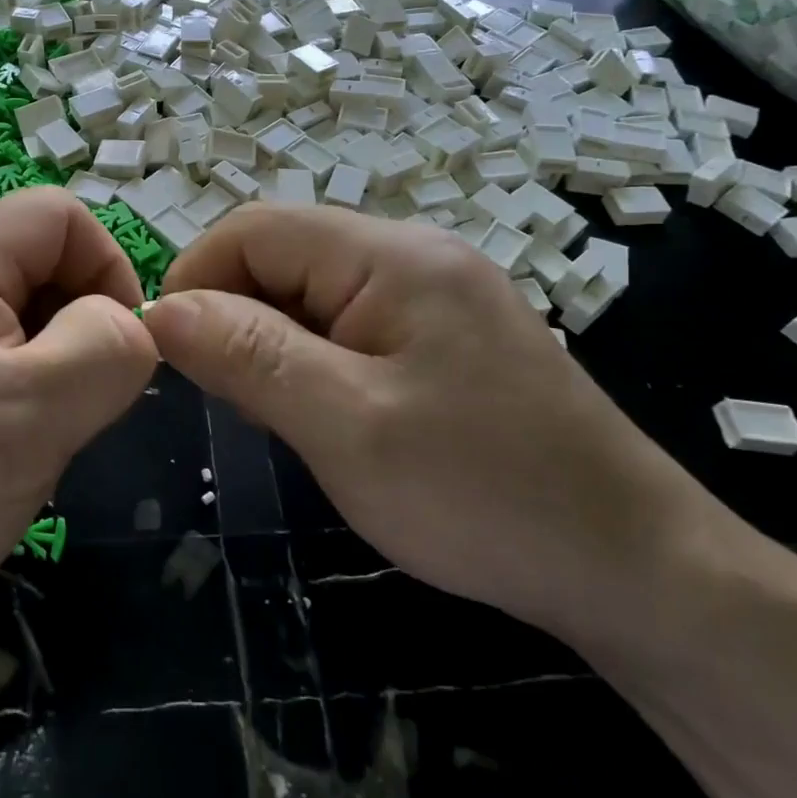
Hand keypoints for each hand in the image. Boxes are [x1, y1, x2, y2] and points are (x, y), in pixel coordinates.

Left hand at [0, 188, 157, 668]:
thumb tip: (129, 322)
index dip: (108, 267)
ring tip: (22, 440)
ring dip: (36, 367)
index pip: (56, 215)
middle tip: (67, 411)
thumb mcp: (37, 416)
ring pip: (1, 316)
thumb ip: (108, 348)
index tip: (117, 352)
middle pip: (28, 264)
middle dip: (70, 327)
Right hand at [142, 205, 715, 640]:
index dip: (198, 278)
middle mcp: (413, 254)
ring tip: (276, 415)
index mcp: (390, 255)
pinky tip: (324, 414)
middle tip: (230, 399)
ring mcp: (434, 294)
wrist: (634, 568)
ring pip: (312, 293)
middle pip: (284, 255)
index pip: (255, 229)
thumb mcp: (347, 426)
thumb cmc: (484, 494)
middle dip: (236, 316)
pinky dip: (314, 360)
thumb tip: (163, 309)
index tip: (171, 354)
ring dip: (273, 342)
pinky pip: (350, 324)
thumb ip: (249, 356)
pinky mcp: (445, 336)